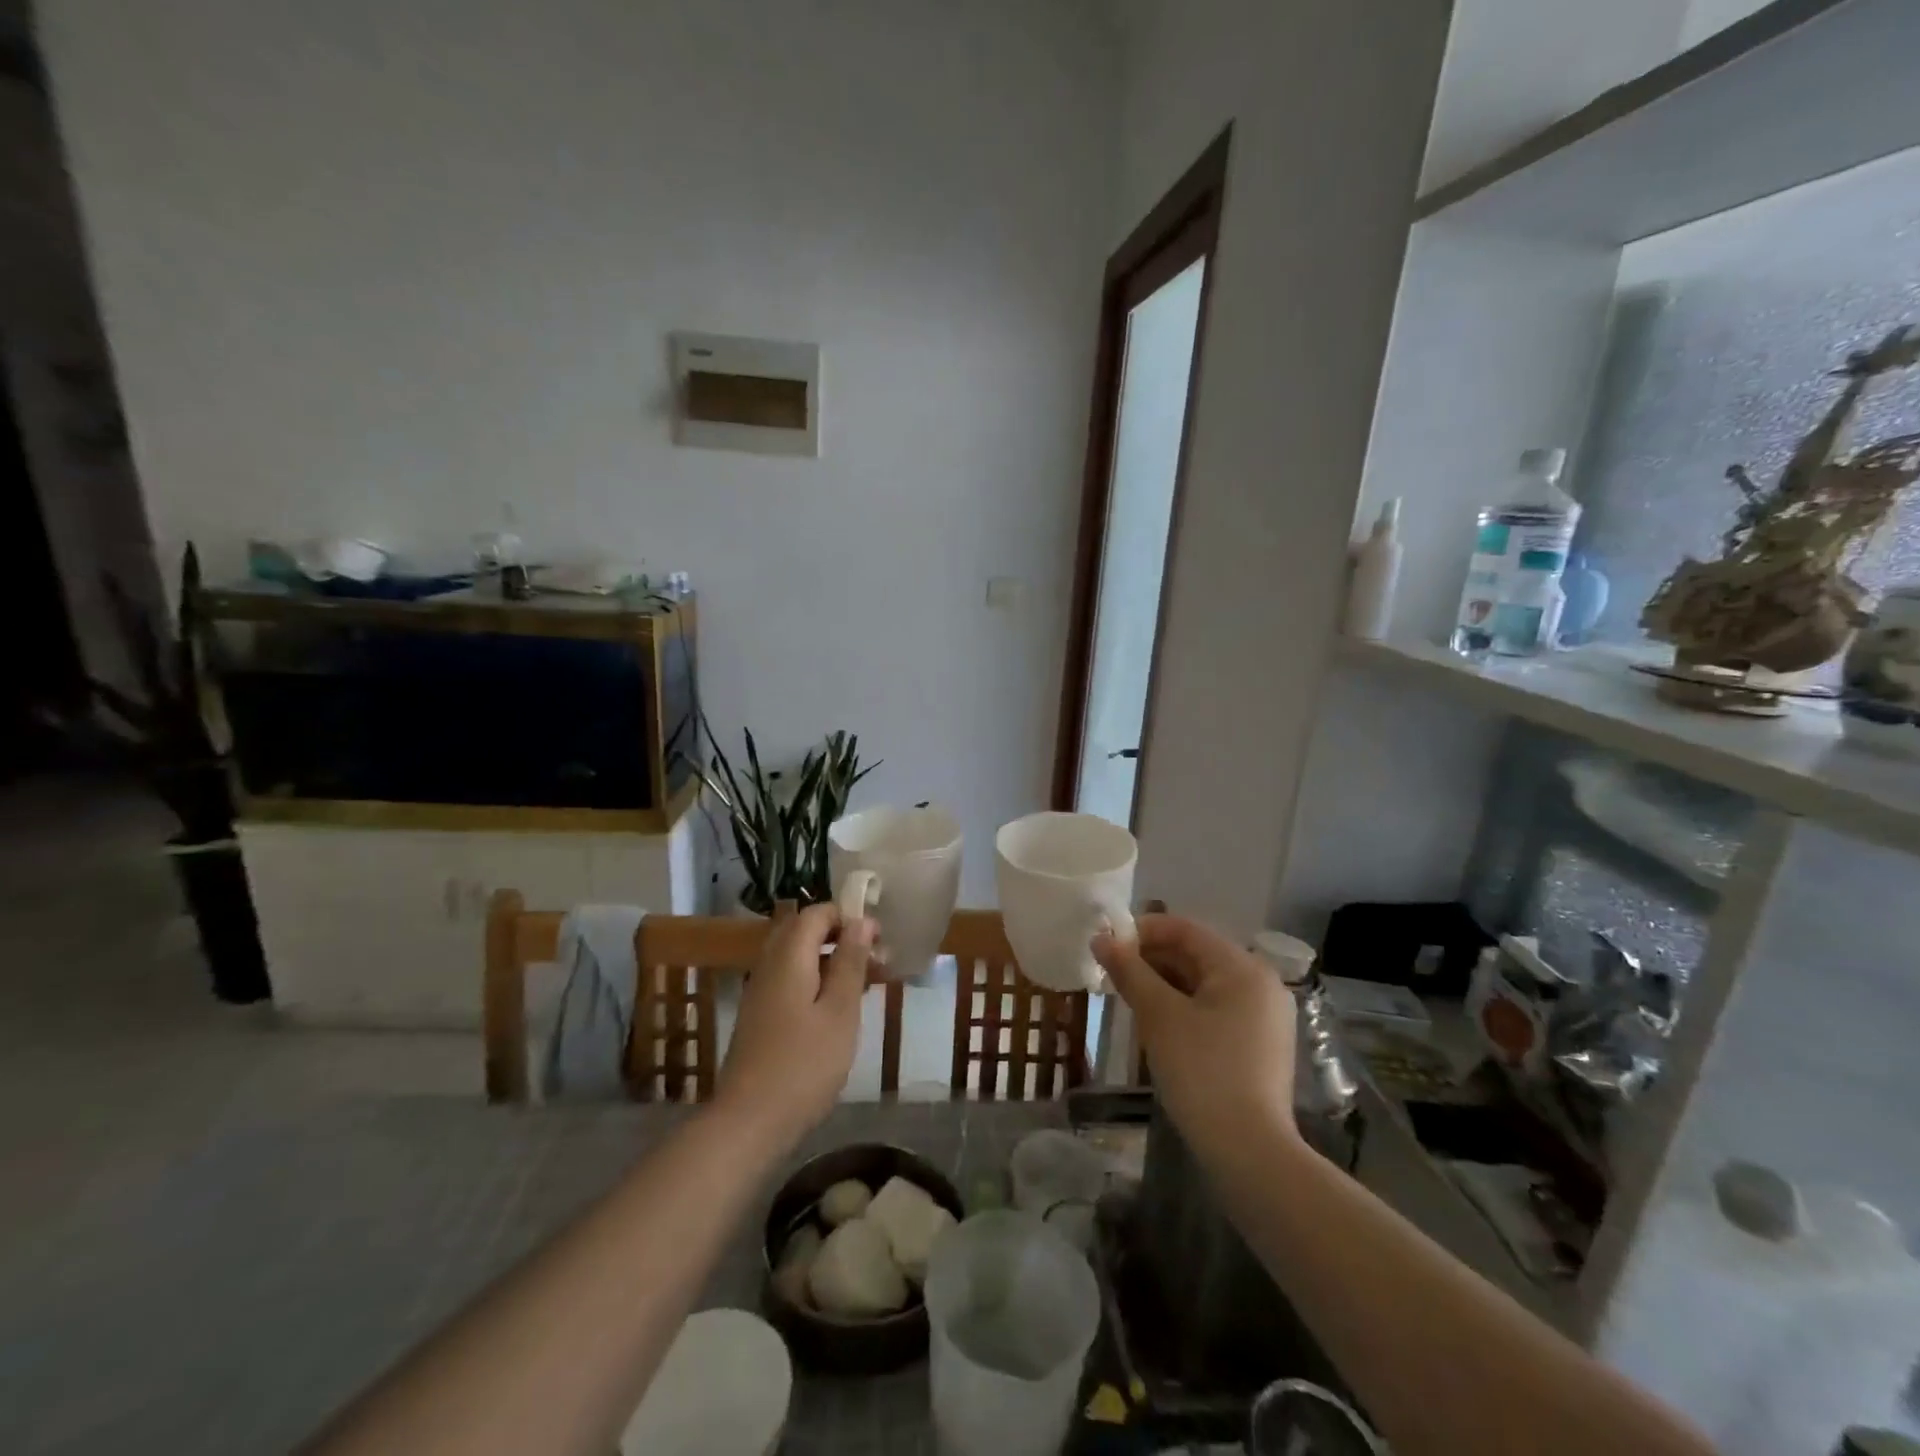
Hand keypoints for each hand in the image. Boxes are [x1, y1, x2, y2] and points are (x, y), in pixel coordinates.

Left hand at [715, 903, 873, 1147]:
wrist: (748, 1122)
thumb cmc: (803, 1064)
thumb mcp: (840, 1011)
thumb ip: (850, 962)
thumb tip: (861, 921)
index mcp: (789, 956)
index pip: (816, 913)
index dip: (849, 917)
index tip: (879, 940)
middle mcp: (769, 965)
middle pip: (804, 931)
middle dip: (840, 937)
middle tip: (874, 961)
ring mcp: (760, 992)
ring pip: (797, 957)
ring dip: (830, 961)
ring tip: (864, 986)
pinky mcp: (759, 1017)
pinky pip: (790, 980)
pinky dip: (816, 981)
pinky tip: (836, 1011)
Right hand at [1093, 914, 1298, 1159]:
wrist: (1249, 1152)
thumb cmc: (1202, 1071)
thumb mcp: (1158, 1016)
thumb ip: (1129, 971)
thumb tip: (1100, 938)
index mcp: (1242, 967)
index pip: (1185, 929)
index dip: (1142, 931)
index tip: (1107, 944)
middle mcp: (1261, 983)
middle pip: (1197, 954)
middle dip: (1151, 960)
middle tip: (1112, 974)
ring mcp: (1265, 1015)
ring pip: (1204, 983)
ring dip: (1165, 984)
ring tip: (1128, 998)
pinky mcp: (1261, 1044)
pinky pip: (1216, 1008)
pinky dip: (1185, 1007)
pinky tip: (1157, 1024)